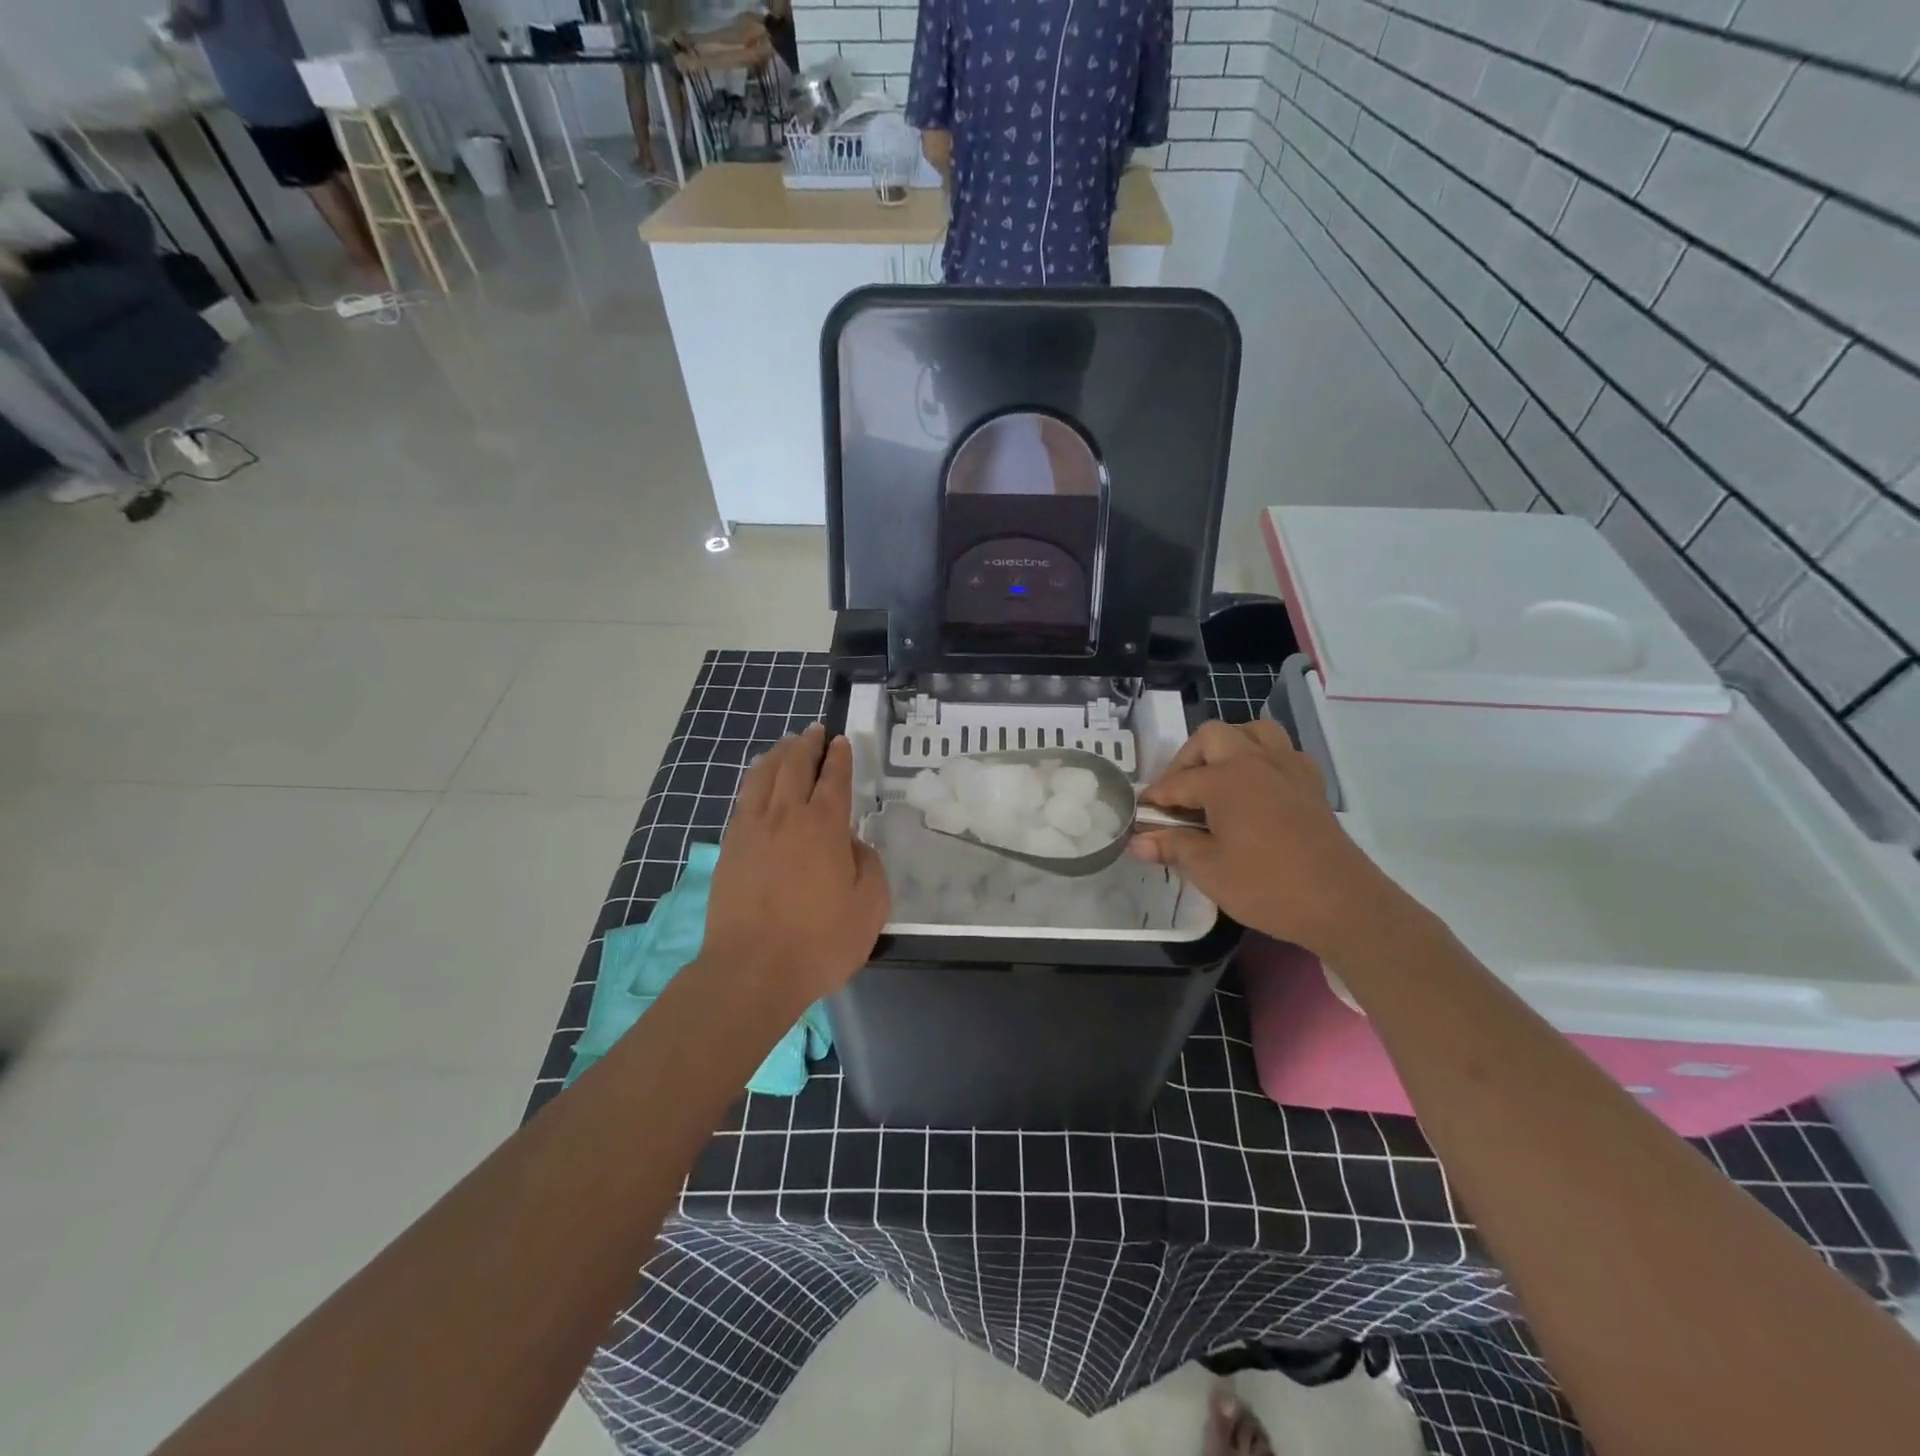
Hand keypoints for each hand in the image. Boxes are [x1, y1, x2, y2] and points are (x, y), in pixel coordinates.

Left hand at [701, 724, 889, 1003]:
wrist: (751, 971)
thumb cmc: (819, 942)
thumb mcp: (870, 907)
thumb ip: (868, 865)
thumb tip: (853, 845)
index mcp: (824, 826)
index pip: (834, 779)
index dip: (839, 757)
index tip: (841, 742)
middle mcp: (786, 817)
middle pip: (795, 766)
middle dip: (807, 745)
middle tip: (815, 732)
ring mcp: (751, 831)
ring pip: (763, 777)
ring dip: (777, 755)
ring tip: (786, 745)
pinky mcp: (729, 849)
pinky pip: (743, 801)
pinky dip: (754, 781)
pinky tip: (757, 783)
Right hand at [1130, 720, 1408, 958]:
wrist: (1342, 903)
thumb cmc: (1267, 886)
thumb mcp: (1208, 870)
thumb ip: (1172, 846)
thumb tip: (1137, 841)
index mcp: (1225, 779)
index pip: (1176, 782)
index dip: (1154, 799)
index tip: (1140, 815)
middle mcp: (1255, 761)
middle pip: (1211, 738)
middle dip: (1187, 761)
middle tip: (1178, 796)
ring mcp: (1288, 768)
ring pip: (1252, 732)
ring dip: (1228, 747)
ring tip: (1217, 779)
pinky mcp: (1310, 783)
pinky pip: (1281, 751)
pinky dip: (1261, 759)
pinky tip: (1255, 789)